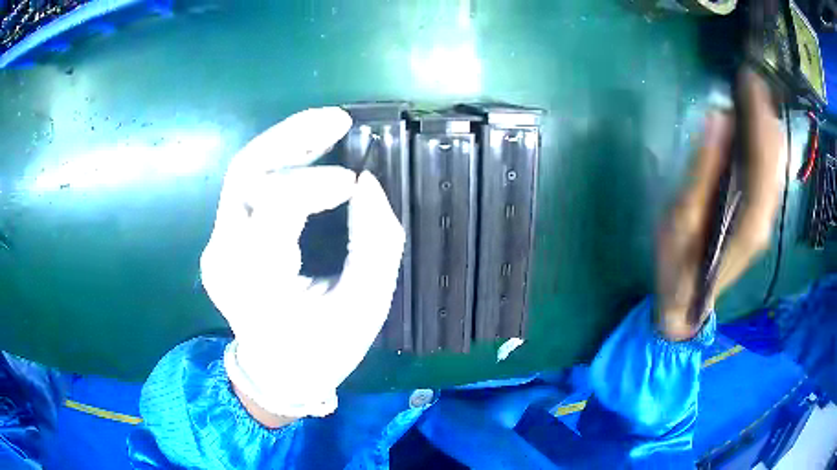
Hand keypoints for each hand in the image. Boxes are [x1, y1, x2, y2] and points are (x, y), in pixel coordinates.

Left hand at [200, 108, 404, 418]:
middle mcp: (224, 255)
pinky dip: (279, 163)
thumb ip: (375, 244)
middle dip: (292, 136)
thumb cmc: (323, 350)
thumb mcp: (364, 308)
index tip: (355, 181)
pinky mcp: (221, 239)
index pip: (274, 207)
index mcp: (256, 281)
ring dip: (285, 142)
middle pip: (246, 172)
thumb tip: (368, 183)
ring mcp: (216, 245)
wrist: (276, 374)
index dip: (315, 183)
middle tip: (338, 120)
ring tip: (328, 126)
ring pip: (243, 172)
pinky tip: (308, 152)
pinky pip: (247, 187)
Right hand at [656, 68, 784, 340]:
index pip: (763, 156)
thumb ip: (703, 169)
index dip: (759, 115)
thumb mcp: (682, 217)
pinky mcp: (759, 217)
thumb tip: (718, 118)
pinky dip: (765, 145)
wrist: (685, 303)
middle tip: (750, 80)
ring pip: (775, 164)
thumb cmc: (678, 263)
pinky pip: (769, 173)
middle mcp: (766, 217)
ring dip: (767, 127)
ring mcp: (765, 218)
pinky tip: (754, 128)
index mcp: (750, 218)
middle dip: (765, 114)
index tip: (749, 79)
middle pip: (774, 157)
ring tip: (754, 95)